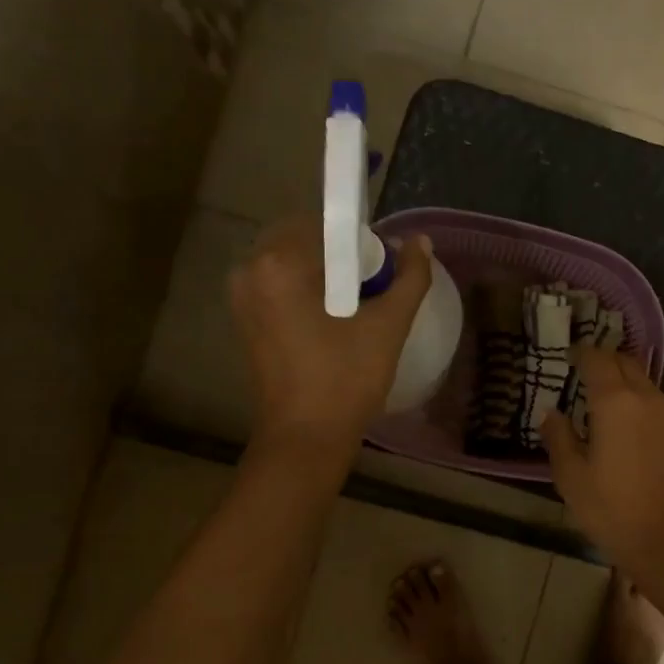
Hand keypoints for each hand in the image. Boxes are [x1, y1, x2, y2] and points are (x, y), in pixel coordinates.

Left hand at [230, 217, 431, 450]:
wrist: (306, 438)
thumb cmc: (346, 380)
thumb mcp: (388, 326)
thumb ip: (409, 277)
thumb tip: (420, 241)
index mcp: (278, 263)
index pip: (327, 225)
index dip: (361, 243)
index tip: (380, 275)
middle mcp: (250, 270)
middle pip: (307, 241)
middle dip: (342, 259)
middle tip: (371, 295)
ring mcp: (242, 297)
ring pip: (294, 265)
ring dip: (326, 277)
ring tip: (355, 313)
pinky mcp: (245, 320)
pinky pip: (282, 287)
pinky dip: (309, 294)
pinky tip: (332, 325)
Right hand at [541, 348, 663, 571]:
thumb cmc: (612, 511)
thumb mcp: (571, 478)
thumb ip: (558, 438)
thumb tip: (552, 414)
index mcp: (616, 403)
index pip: (598, 359)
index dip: (582, 352)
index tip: (568, 356)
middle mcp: (648, 400)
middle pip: (626, 363)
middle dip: (605, 361)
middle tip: (584, 374)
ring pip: (646, 384)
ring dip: (625, 384)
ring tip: (604, 404)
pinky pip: (659, 407)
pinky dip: (641, 405)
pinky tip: (629, 430)